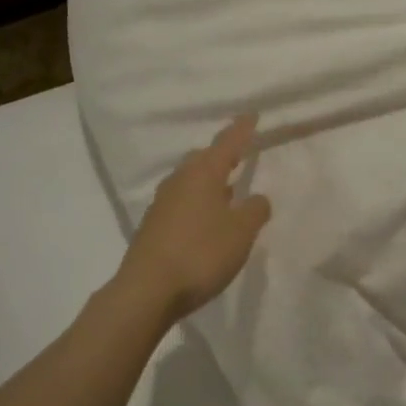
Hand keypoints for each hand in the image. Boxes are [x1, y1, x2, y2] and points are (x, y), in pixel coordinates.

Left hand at [116, 114, 271, 322]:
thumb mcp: (241, 232)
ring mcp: (161, 204)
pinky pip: (180, 202)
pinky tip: (205, 219)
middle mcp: (179, 181)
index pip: (226, 143)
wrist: (147, 290)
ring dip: (208, 181)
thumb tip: (257, 198)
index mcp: (202, 174)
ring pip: (189, 181)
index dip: (241, 129)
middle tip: (238, 154)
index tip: (252, 115)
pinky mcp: (153, 227)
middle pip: (202, 159)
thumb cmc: (201, 253)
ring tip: (227, 190)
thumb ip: (255, 211)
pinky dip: (196, 202)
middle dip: (221, 155)